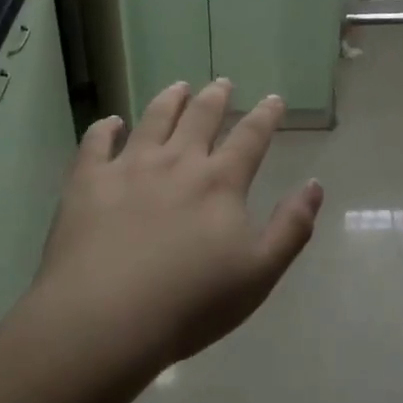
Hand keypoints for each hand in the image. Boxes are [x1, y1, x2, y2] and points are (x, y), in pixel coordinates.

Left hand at [32, 79, 324, 373]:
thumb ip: (291, 226)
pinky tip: (110, 122)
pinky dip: (104, 128)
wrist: (105, 319)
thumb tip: (314, 184)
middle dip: (216, 97)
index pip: (250, 137)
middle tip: (222, 83)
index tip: (274, 99)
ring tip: (178, 87)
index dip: (265, 116)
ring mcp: (129, 167)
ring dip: (169, 100)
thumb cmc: (191, 303)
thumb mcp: (260, 273)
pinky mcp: (88, 182)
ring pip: (153, 119)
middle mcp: (177, 162)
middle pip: (200, 117)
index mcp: (220, 182)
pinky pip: (96, 143)